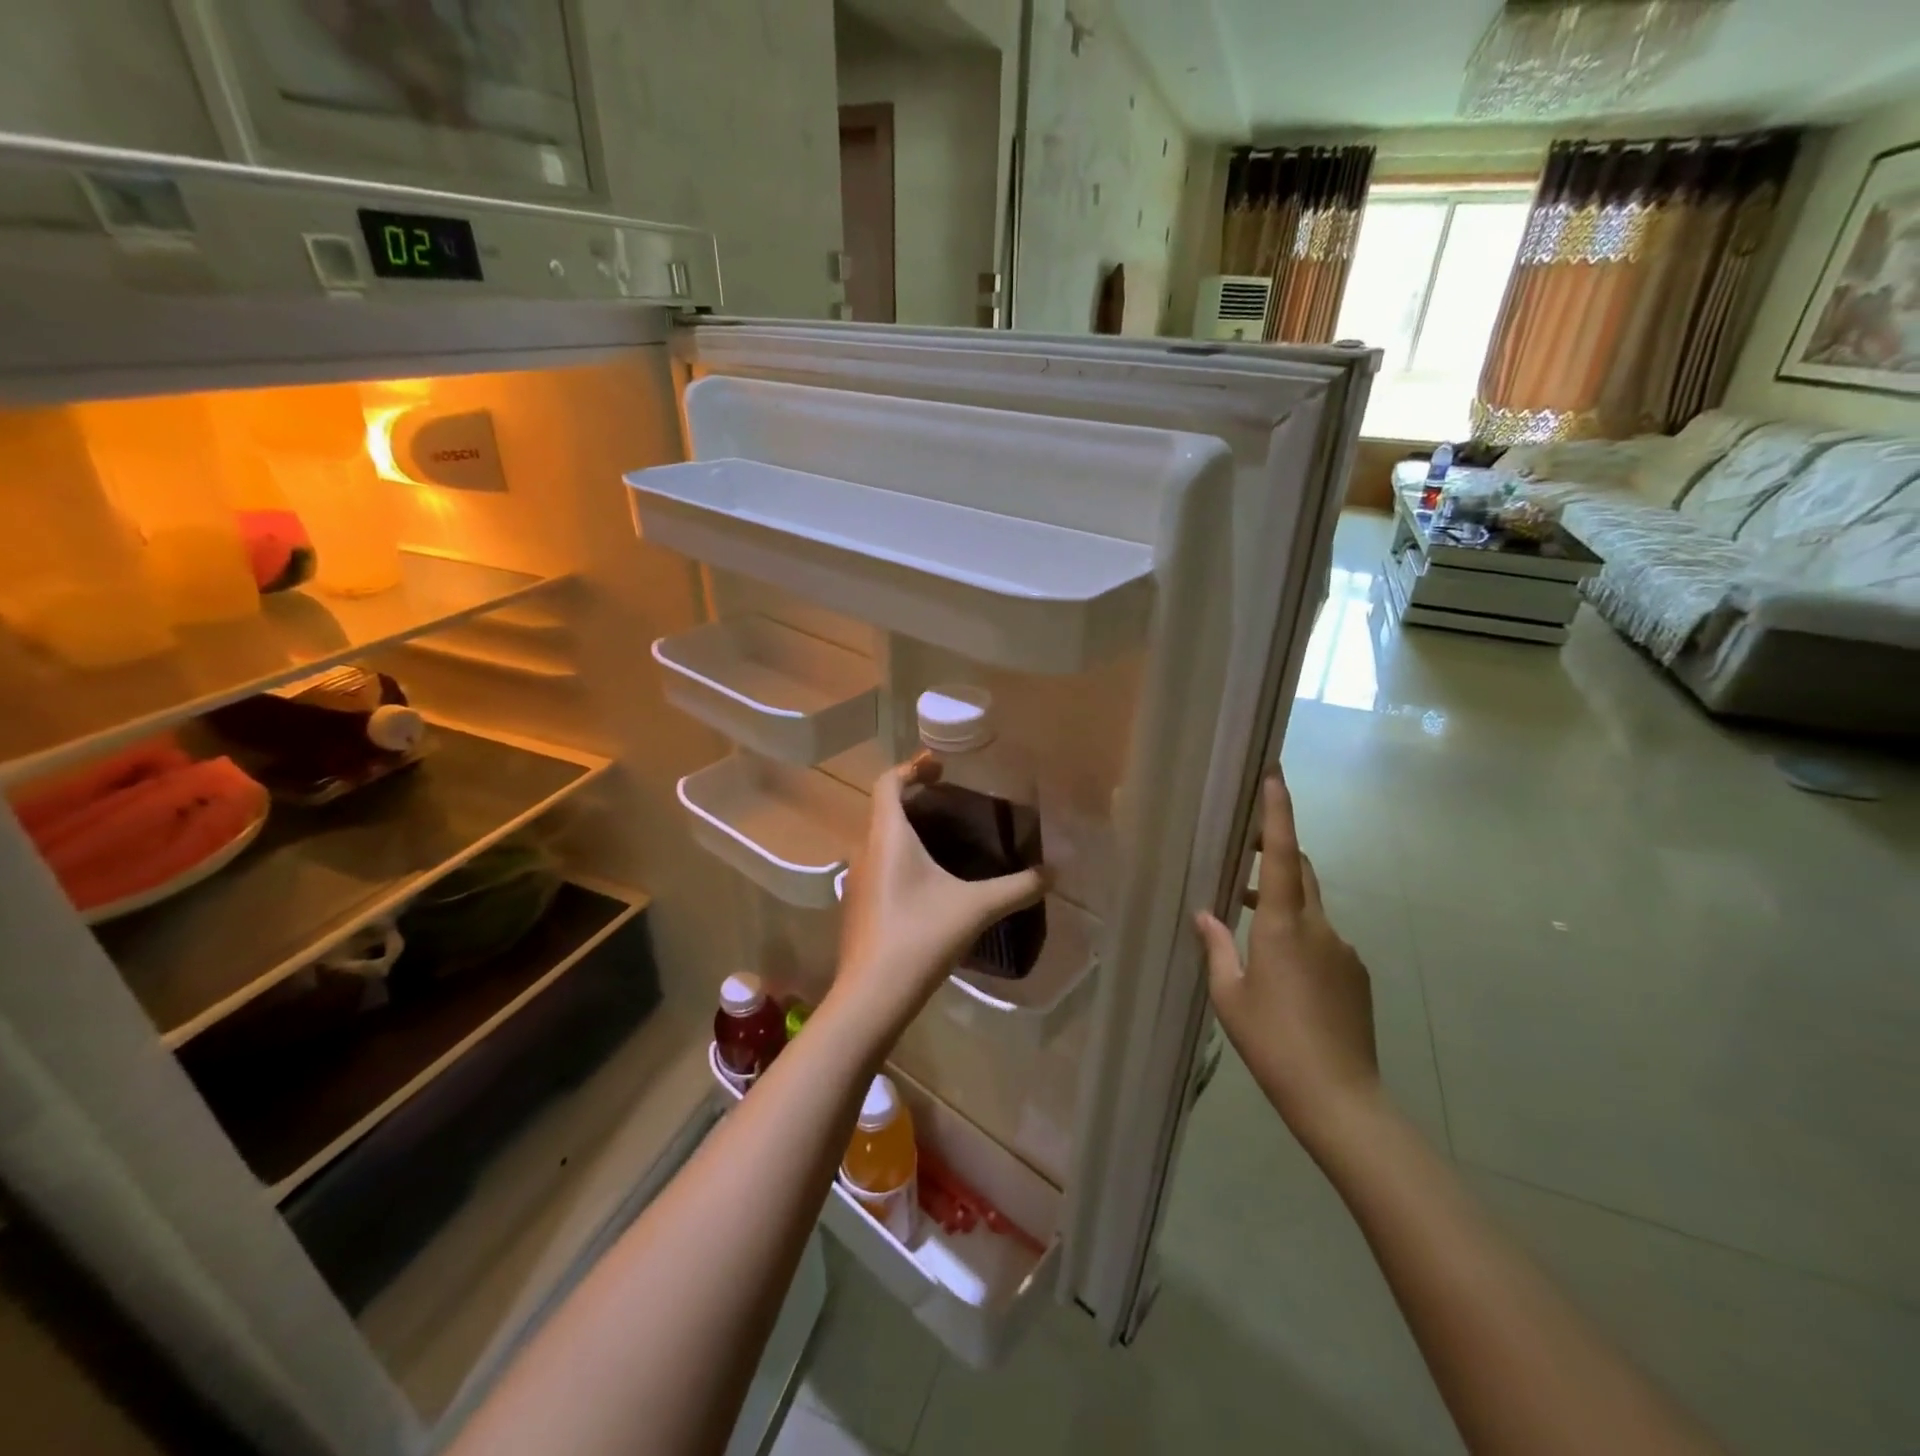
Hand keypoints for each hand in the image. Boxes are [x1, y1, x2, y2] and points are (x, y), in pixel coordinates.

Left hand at [828, 756, 1047, 1040]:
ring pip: (879, 839)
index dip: (912, 767)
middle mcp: (865, 850)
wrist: (871, 995)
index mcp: (887, 836)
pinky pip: (878, 865)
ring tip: (944, 837)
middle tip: (952, 798)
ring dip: (906, 829)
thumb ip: (1017, 887)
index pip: (888, 782)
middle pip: (884, 808)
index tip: (942, 766)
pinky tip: (928, 882)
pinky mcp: (856, 906)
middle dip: (915, 797)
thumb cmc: (921, 936)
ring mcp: (856, 880)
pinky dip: (900, 858)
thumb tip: (1054, 873)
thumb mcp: (976, 908)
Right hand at [1194, 771, 1379, 1151]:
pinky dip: (1299, 936)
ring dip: (1283, 903)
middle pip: (1303, 872)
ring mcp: (1344, 950)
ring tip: (1249, 926)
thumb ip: (1218, 947)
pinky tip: (1281, 973)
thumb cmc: (1273, 1042)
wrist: (1340, 1099)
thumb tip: (1205, 914)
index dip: (1279, 812)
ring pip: (1311, 908)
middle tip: (1245, 851)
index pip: (1284, 854)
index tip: (1275, 775)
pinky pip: (1323, 938)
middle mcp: (1321, 927)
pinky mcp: (1356, 973)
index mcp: (1285, 926)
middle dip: (1278, 851)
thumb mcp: (1230, 995)